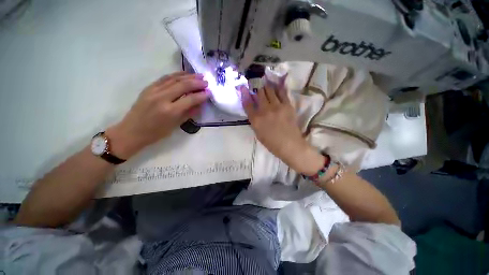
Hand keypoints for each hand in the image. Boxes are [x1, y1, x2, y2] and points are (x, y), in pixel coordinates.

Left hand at [107, 72, 208, 158]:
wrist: (131, 131)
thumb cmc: (156, 133)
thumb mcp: (175, 125)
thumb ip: (189, 113)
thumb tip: (200, 105)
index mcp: (170, 111)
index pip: (190, 99)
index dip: (201, 95)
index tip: (209, 93)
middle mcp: (162, 98)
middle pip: (183, 85)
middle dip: (197, 82)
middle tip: (206, 82)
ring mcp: (154, 91)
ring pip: (174, 79)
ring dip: (188, 76)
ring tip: (199, 75)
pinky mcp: (149, 87)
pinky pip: (165, 78)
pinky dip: (176, 75)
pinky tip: (184, 74)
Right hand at [240, 82, 324, 175]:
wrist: (290, 145)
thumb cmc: (272, 143)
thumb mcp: (258, 133)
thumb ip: (255, 120)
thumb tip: (254, 110)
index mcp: (256, 120)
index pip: (247, 103)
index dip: (244, 94)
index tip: (243, 87)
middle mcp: (264, 110)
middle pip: (259, 94)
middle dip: (257, 90)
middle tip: (258, 88)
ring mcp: (277, 106)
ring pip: (269, 90)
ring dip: (266, 88)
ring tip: (266, 86)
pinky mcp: (287, 105)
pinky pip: (282, 92)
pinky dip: (278, 88)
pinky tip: (277, 85)